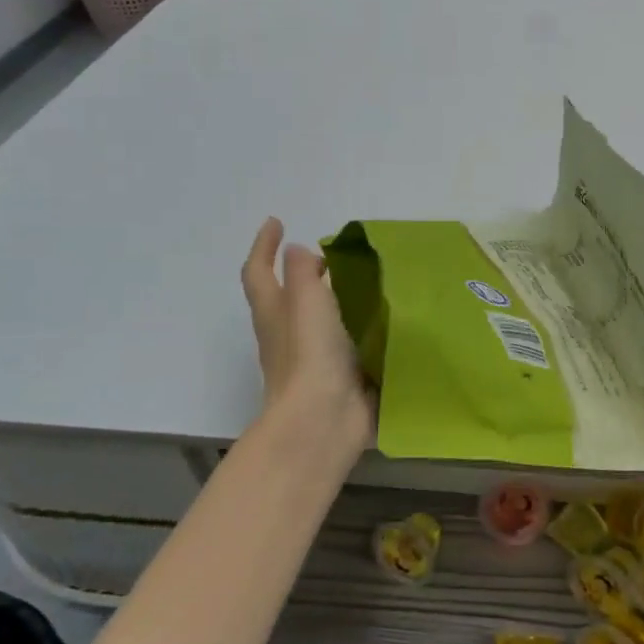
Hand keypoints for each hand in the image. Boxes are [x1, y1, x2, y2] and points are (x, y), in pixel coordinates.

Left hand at [241, 218, 372, 456]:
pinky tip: (385, 321)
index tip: (276, 222)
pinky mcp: (339, 378)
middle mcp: (287, 335)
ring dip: (334, 301)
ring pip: (319, 321)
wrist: (324, 421)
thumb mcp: (305, 301)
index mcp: (274, 313)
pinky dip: (358, 328)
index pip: (258, 271)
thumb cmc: (310, 355)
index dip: (263, 246)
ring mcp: (312, 360)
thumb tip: (295, 251)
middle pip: (287, 298)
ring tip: (366, 283)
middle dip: (302, 274)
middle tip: (331, 258)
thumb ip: (301, 271)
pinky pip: (346, 345)